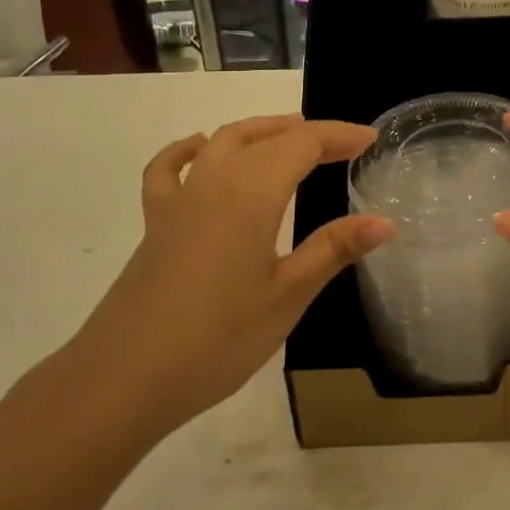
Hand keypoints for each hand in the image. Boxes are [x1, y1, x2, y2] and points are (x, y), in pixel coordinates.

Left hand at [59, 115, 392, 445]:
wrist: (125, 378)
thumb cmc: (218, 339)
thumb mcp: (287, 295)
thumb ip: (334, 249)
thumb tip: (385, 222)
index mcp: (252, 192)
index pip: (303, 143)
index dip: (339, 136)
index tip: (371, 140)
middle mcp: (215, 180)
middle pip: (266, 136)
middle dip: (308, 133)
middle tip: (343, 145)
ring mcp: (179, 198)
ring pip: (223, 140)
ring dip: (261, 131)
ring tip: (290, 136)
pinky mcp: (155, 221)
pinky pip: (170, 167)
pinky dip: (189, 149)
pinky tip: (200, 149)